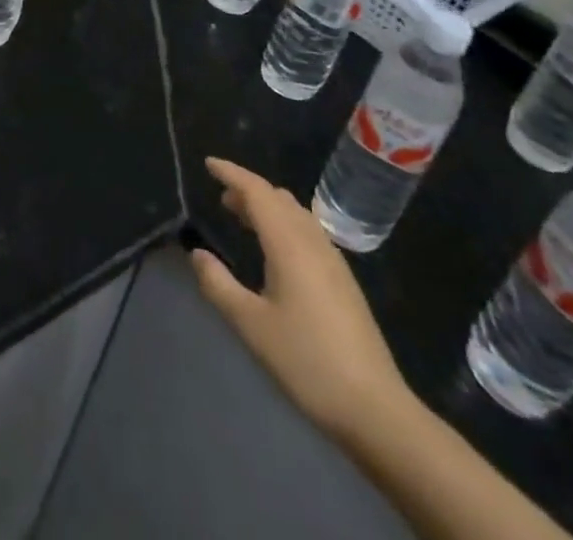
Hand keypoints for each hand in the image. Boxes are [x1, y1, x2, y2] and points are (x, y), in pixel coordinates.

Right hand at [191, 157, 412, 441]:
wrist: (374, 407)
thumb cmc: (307, 361)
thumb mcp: (251, 325)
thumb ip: (219, 285)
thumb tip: (197, 253)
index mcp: (289, 244)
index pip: (257, 192)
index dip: (232, 173)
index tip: (209, 164)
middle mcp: (312, 241)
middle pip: (278, 198)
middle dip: (249, 190)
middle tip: (221, 196)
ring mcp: (333, 260)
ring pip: (296, 214)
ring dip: (268, 206)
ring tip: (243, 216)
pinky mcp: (343, 280)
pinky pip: (308, 231)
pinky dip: (284, 223)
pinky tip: (276, 250)